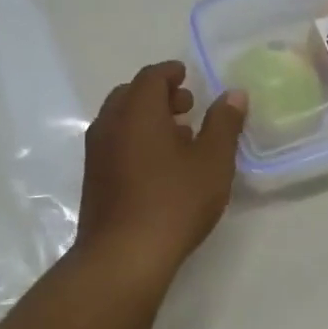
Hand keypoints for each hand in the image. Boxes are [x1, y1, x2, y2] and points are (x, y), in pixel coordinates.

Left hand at [75, 62, 246, 277]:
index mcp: (137, 111)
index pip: (151, 77)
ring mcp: (96, 153)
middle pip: (131, 95)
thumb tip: (233, 94)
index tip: (187, 75)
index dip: (171, 72)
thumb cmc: (174, 201)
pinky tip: (159, 165)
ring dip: (147, 119)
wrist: (124, 255)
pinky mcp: (94, 179)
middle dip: (158, 95)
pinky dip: (135, 140)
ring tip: (178, 136)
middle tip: (186, 106)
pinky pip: (115, 144)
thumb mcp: (213, 161)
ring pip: (120, 121)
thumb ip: (224, 124)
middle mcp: (110, 125)